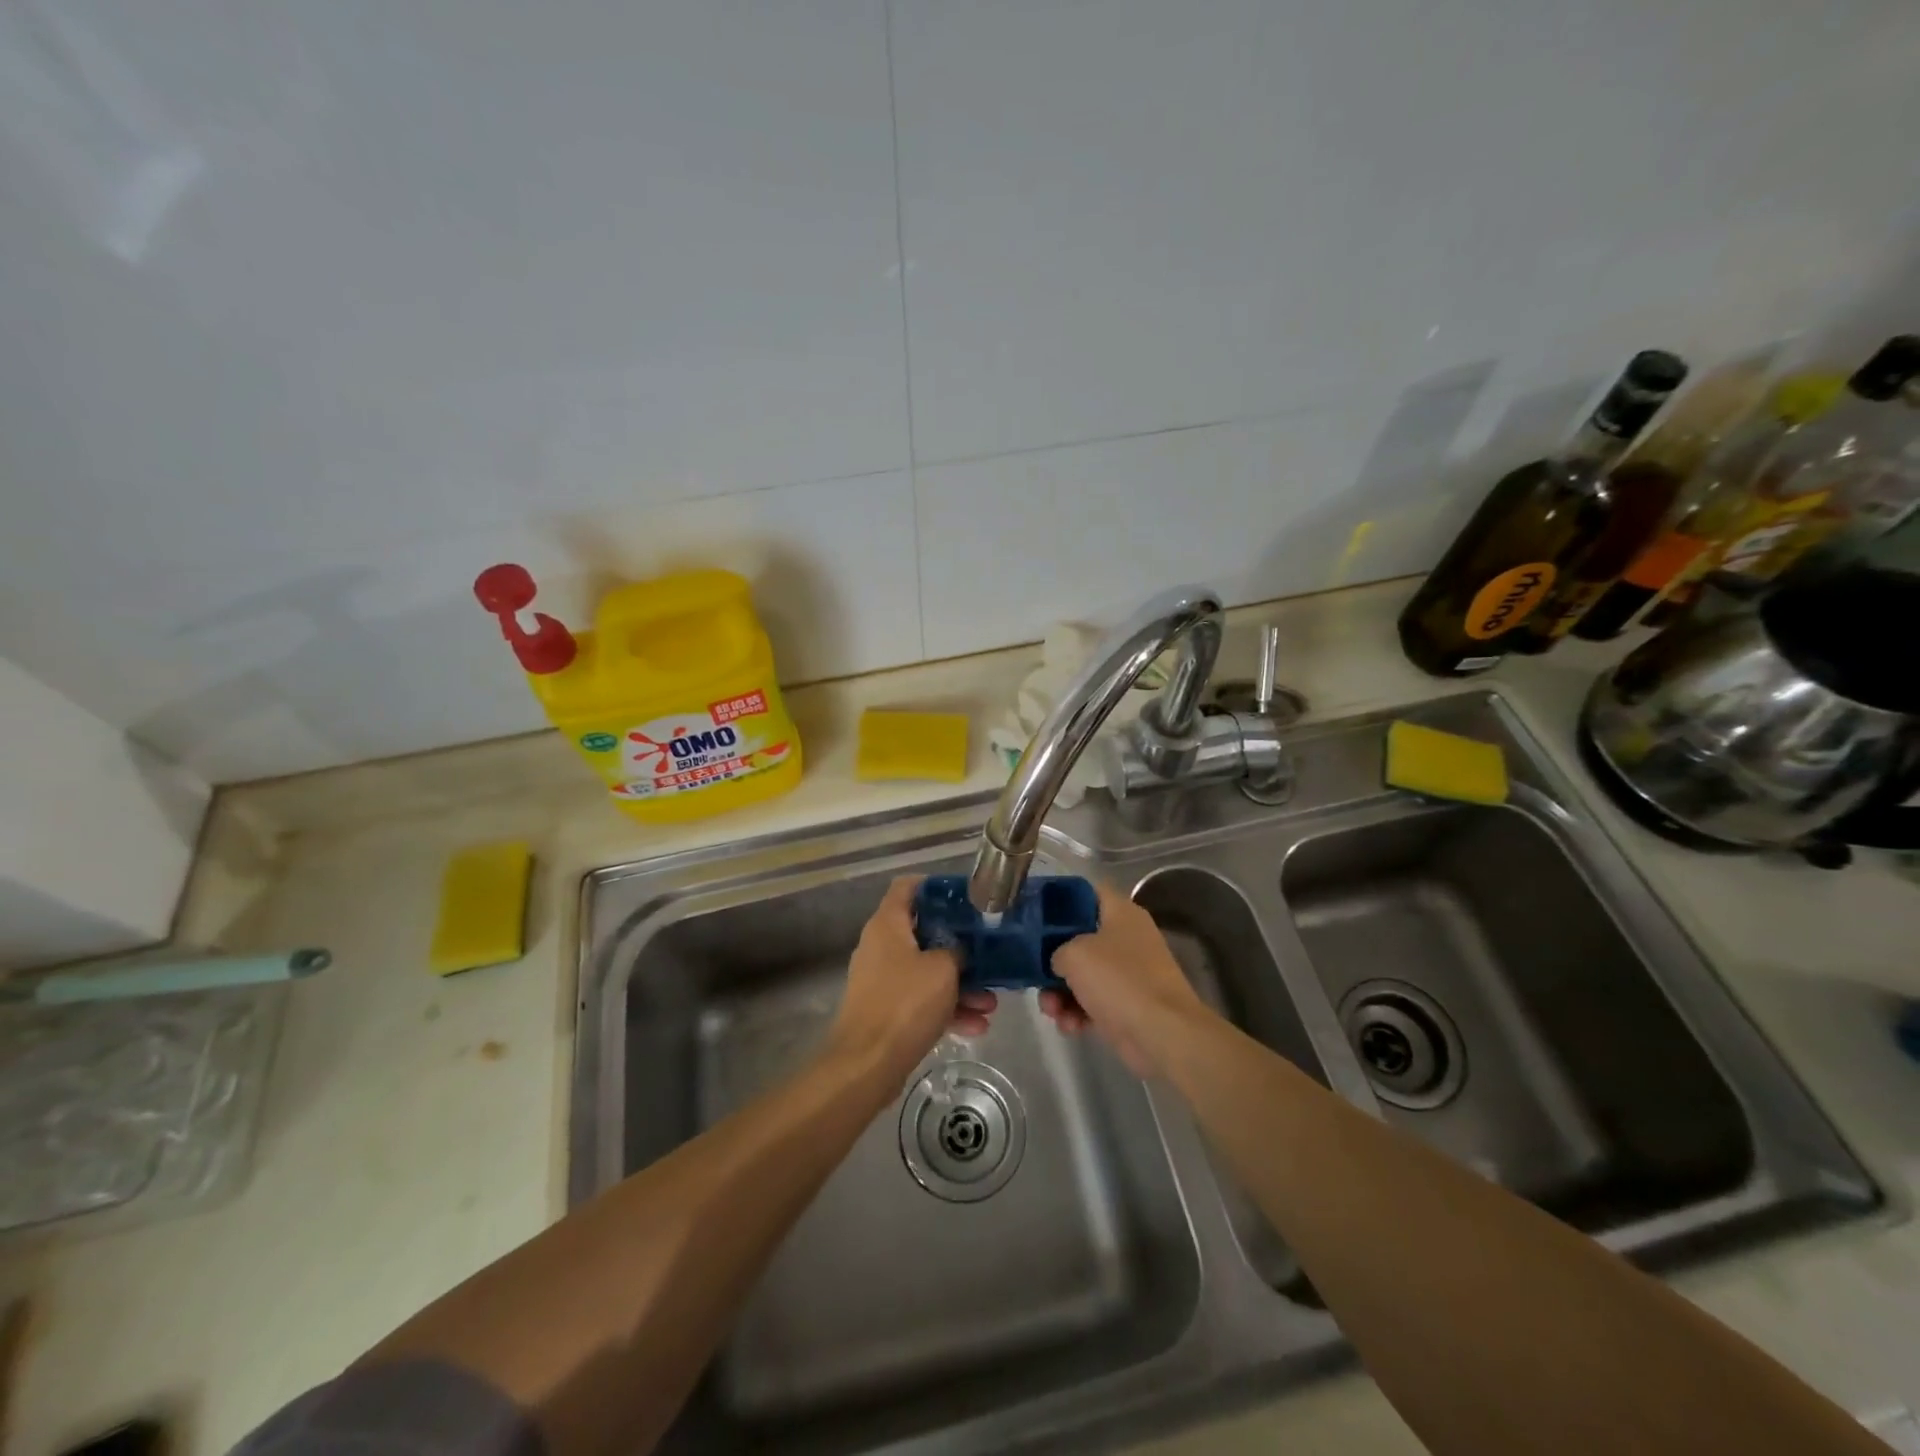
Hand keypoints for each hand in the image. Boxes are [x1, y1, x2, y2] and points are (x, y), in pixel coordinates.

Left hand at [826, 877, 996, 1082]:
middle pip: (923, 933)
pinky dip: (946, 1010)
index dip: (935, 886)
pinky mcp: (887, 1011)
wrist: (867, 1064)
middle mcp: (881, 946)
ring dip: (960, 985)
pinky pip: (921, 1001)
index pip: (907, 887)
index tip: (964, 896)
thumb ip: (956, 951)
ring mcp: (882, 981)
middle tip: (988, 953)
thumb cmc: (905, 1003)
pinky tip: (977, 1026)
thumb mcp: (943, 969)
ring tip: (991, 1002)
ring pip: (926, 972)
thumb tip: (959, 952)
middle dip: (959, 946)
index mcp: (888, 925)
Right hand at [1042, 880, 1212, 1078]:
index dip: (1060, 900)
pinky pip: (1093, 1002)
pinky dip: (1078, 1013)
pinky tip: (1070, 1026)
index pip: (1087, 892)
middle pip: (1079, 939)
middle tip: (1036, 975)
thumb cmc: (1118, 980)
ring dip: (1060, 994)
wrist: (1162, 1033)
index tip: (1035, 916)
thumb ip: (1056, 950)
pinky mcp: (1127, 1005)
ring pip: (1083, 975)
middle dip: (1053, 961)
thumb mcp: (1075, 954)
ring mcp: (1129, 973)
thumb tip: (1060, 963)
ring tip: (1052, 1011)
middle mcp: (1126, 938)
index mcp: (1121, 913)